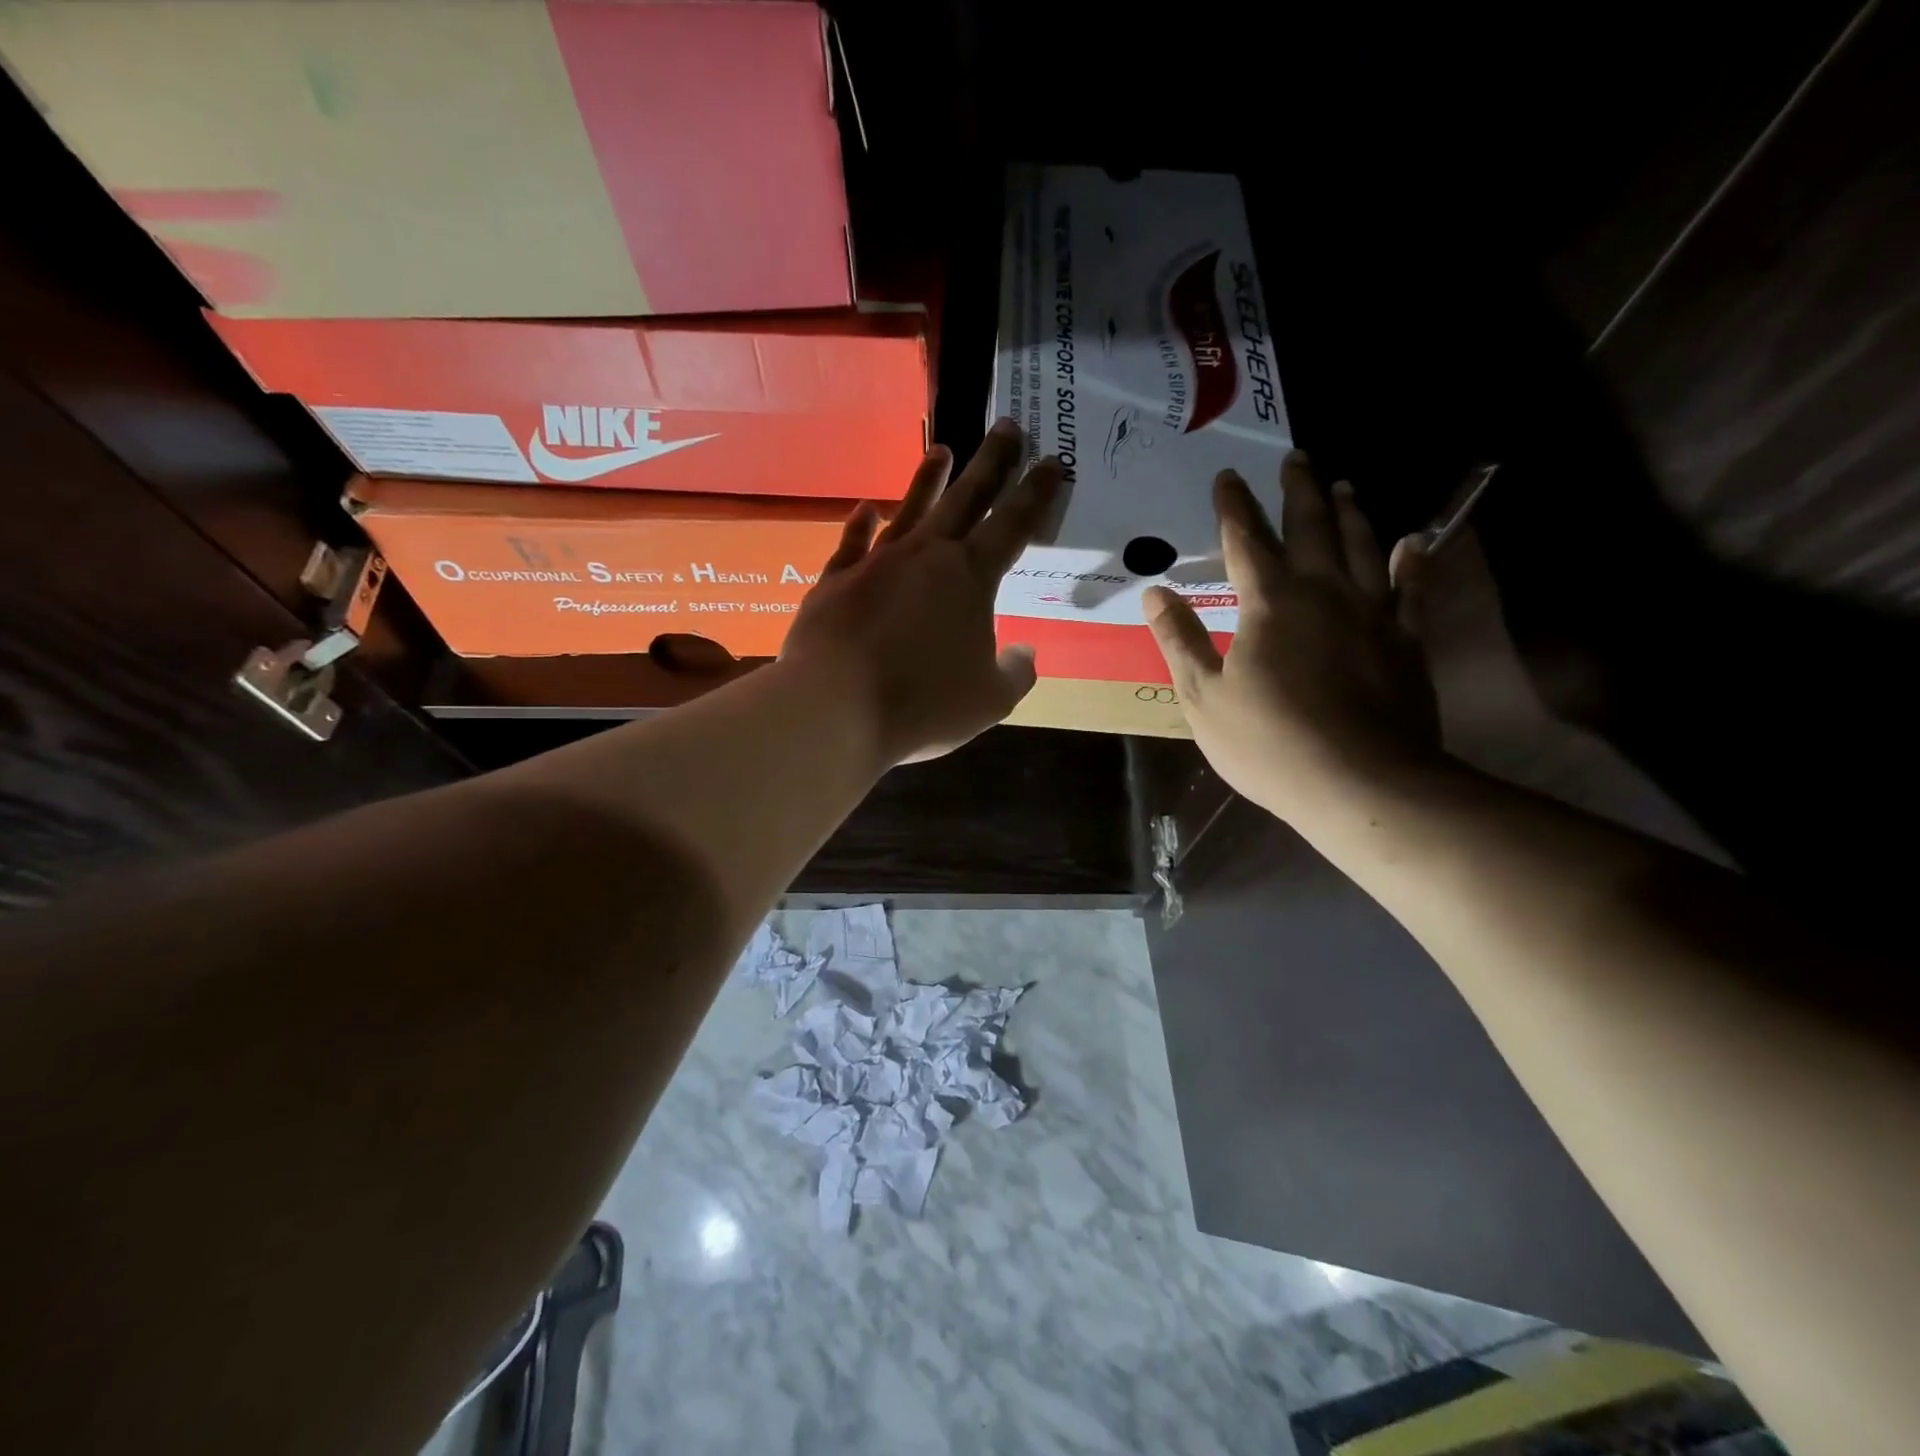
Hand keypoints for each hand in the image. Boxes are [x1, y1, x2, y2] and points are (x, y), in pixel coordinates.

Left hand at [783, 421, 1062, 764]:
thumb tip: (1024, 653)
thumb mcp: (990, 700)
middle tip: (1007, 426)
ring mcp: (877, 563)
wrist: (836, 708)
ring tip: (941, 450)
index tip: (1052, 460)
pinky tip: (868, 508)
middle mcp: (925, 556)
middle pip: (965, 498)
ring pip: (910, 510)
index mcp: (970, 577)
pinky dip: (862, 524)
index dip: (1036, 492)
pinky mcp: (836, 581)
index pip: (1013, 524)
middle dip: (991, 462)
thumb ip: (1015, 673)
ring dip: (928, 480)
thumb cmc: (923, 703)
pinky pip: (853, 543)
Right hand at [1144, 451, 1440, 822]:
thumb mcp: (1203, 697)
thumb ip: (1180, 640)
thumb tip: (1155, 593)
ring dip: (1350, 512)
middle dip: (1297, 490)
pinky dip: (1412, 561)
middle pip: (1310, 527)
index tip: (1227, 476)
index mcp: (1268, 603)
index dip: (1233, 507)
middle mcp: (1323, 591)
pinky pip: (1412, 588)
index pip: (1244, 540)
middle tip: (1295, 457)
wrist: (1361, 782)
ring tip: (1343, 486)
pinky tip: (1412, 543)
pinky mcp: (1406, 639)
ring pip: (1362, 545)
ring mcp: (1372, 612)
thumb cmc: (1268, 742)